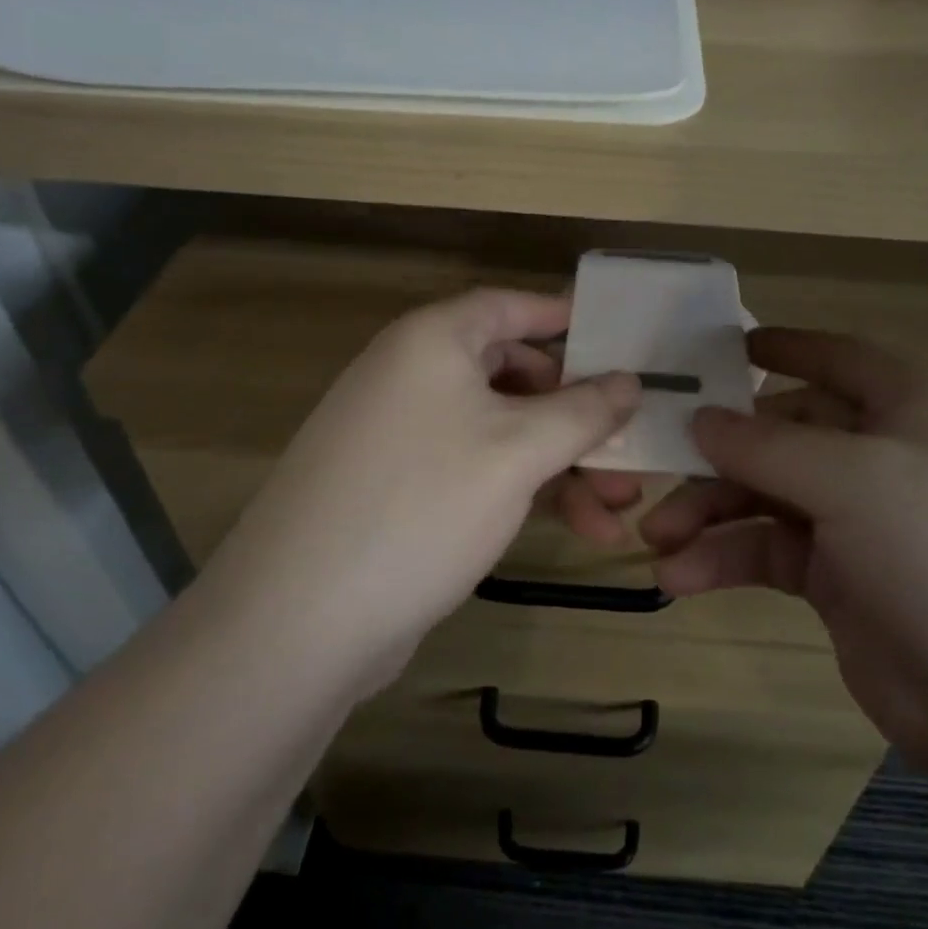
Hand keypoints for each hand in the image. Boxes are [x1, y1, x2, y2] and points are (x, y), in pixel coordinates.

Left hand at [205, 289, 640, 693]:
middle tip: (628, 447)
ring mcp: (401, 434)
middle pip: (512, 374)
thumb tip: (629, 381)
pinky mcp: (398, 488)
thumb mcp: (518, 452)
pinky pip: (475, 467)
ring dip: (560, 462)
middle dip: (576, 414)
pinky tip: (573, 527)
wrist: (298, 621)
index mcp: (432, 341)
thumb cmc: (422, 505)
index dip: (564, 318)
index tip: (616, 339)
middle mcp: (411, 375)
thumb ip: (583, 411)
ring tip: (616, 509)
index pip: (509, 306)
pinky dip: (523, 487)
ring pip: (500, 429)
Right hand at [640, 329, 927, 784]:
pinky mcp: (842, 579)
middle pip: (786, 432)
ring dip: (710, 513)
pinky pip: (771, 551)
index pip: (839, 357)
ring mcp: (864, 520)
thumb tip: (699, 418)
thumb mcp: (854, 483)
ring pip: (768, 495)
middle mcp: (888, 454)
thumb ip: (766, 445)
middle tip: (656, 468)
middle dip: (719, 453)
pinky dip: (725, 560)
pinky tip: (682, 578)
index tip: (720, 347)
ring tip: (656, 540)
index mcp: (914, 407)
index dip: (782, 347)